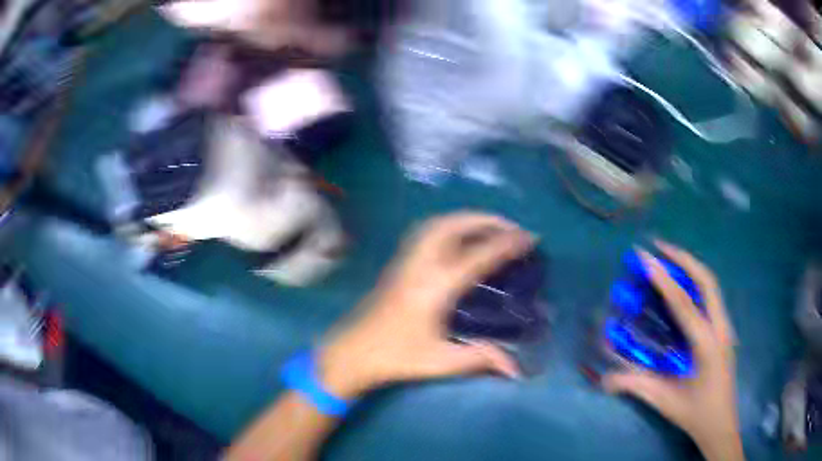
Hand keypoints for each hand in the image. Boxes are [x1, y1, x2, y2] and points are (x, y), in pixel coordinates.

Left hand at [318, 213, 534, 398]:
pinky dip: (449, 224)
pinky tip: (458, 236)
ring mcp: (406, 260)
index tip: (530, 237)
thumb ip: (480, 359)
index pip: (477, 256)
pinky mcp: (398, 263)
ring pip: (437, 224)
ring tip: (489, 226)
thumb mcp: (440, 361)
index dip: (506, 244)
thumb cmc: (396, 357)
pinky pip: (427, 231)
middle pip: (454, 226)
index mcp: (435, 287)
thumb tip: (515, 368)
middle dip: (486, 220)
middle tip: (511, 227)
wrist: (353, 351)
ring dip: (467, 218)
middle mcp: (421, 265)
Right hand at [603, 241, 743, 460]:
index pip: (685, 305)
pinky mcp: (724, 330)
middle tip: (660, 247)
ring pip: (711, 285)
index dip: (665, 281)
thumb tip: (604, 380)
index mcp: (707, 344)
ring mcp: (725, 327)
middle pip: (707, 281)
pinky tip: (682, 287)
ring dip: (691, 267)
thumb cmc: (695, 413)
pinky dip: (696, 282)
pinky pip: (711, 297)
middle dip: (684, 259)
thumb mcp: (665, 401)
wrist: (720, 423)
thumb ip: (636, 386)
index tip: (647, 259)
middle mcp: (720, 328)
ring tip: (669, 258)